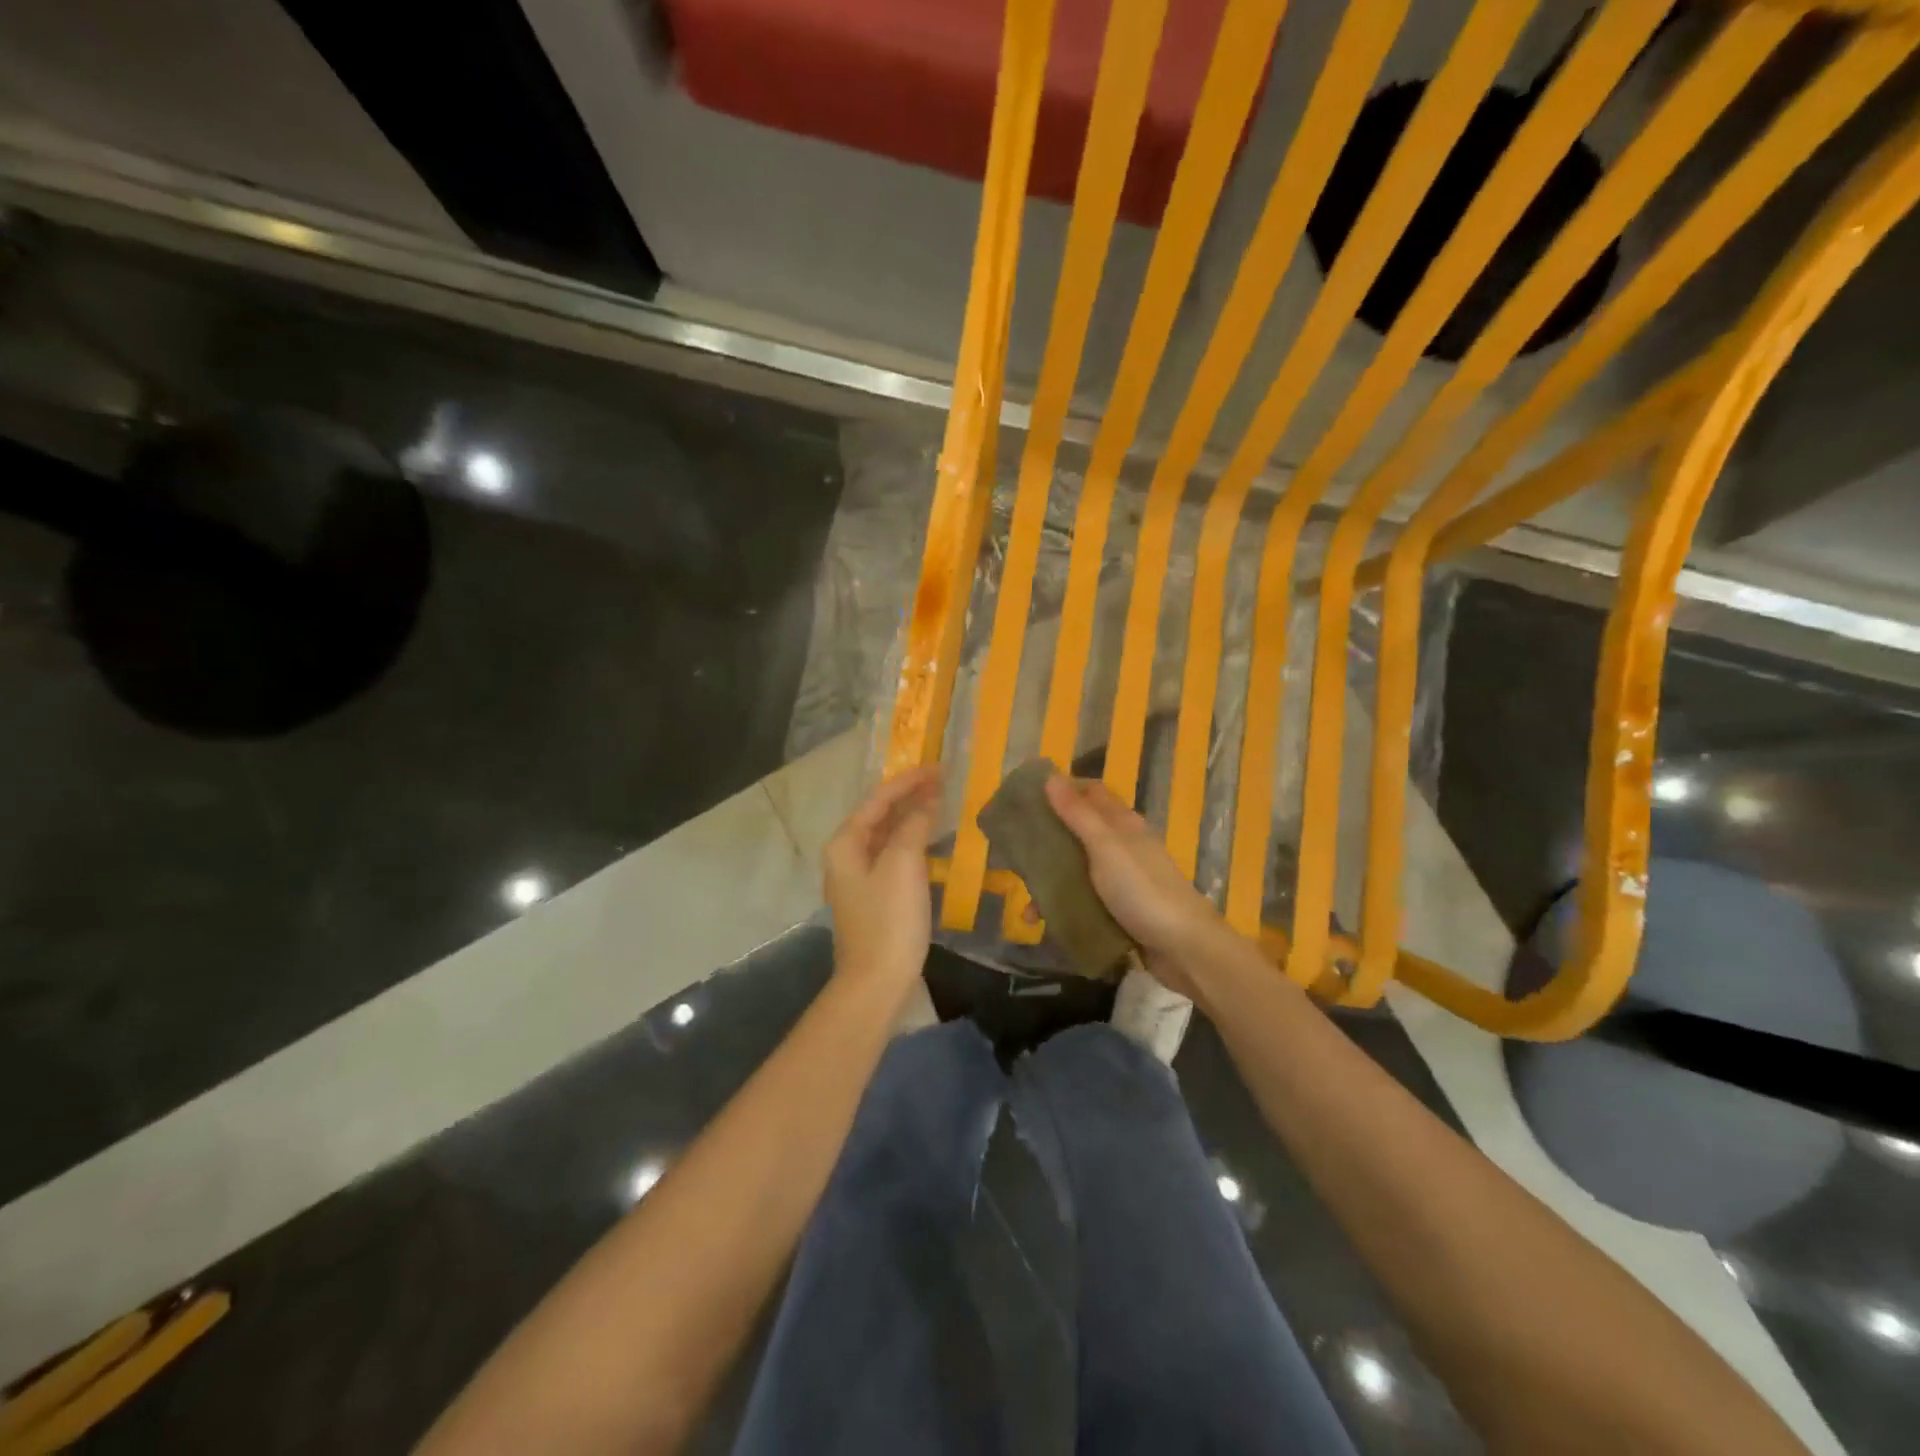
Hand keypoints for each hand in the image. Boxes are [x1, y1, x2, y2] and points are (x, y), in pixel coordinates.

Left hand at [824, 766, 939, 1005]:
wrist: (876, 981)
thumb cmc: (889, 919)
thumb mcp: (903, 864)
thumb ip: (913, 825)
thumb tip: (926, 801)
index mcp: (846, 843)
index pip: (878, 799)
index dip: (908, 781)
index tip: (938, 768)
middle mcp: (846, 856)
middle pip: (879, 815)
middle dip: (909, 796)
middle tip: (943, 781)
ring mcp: (858, 878)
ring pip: (886, 836)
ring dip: (911, 818)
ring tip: (940, 802)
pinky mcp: (873, 897)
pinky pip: (892, 856)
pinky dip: (911, 841)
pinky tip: (929, 841)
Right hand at [1043, 773, 1229, 995]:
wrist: (1184, 948)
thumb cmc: (1143, 890)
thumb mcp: (1106, 847)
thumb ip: (1078, 814)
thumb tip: (1050, 777)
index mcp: (1122, 824)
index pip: (1090, 792)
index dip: (1061, 789)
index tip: (1026, 797)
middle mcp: (1122, 846)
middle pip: (1078, 832)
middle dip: (1047, 840)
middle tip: (1013, 851)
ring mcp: (1121, 880)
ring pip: (1077, 870)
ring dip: (1051, 883)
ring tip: (1025, 906)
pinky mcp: (1119, 910)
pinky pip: (1083, 901)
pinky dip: (1063, 909)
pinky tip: (1045, 924)